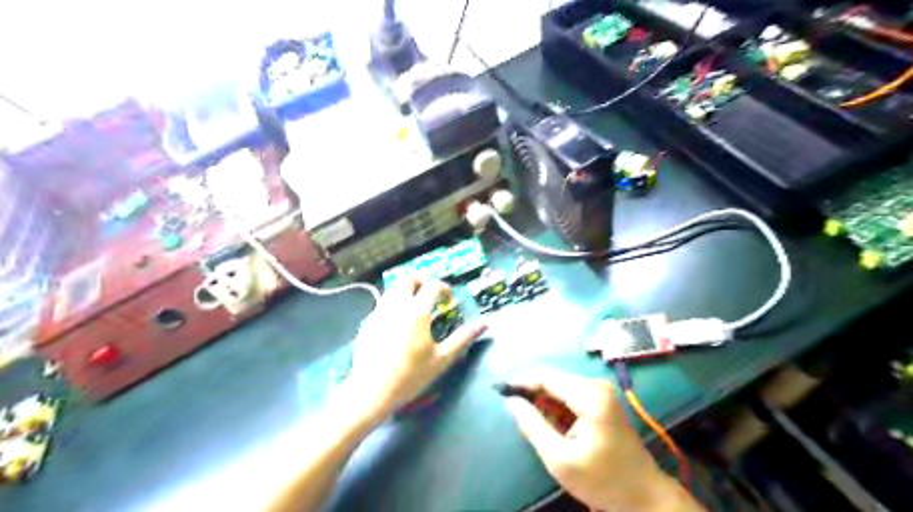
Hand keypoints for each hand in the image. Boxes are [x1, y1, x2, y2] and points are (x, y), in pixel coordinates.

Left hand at [342, 281, 484, 423]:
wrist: (371, 391)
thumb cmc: (410, 376)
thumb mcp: (442, 359)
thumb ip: (463, 338)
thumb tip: (484, 324)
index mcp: (417, 312)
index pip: (432, 286)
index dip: (444, 287)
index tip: (449, 297)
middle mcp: (396, 305)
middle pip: (408, 279)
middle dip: (421, 281)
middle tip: (430, 294)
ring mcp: (379, 312)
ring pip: (393, 288)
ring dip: (406, 290)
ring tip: (415, 306)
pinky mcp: (368, 322)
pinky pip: (383, 302)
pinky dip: (394, 303)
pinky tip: (398, 322)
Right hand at [503, 373, 687, 510]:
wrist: (644, 495)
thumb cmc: (602, 480)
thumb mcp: (560, 459)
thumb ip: (533, 426)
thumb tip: (511, 401)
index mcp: (589, 396)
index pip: (546, 377)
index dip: (521, 382)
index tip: (500, 392)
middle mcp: (596, 385)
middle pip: (553, 380)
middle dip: (532, 393)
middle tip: (515, 412)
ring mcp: (601, 392)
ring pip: (560, 387)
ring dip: (544, 402)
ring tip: (534, 424)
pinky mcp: (602, 400)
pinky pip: (570, 395)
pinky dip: (556, 408)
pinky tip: (553, 426)